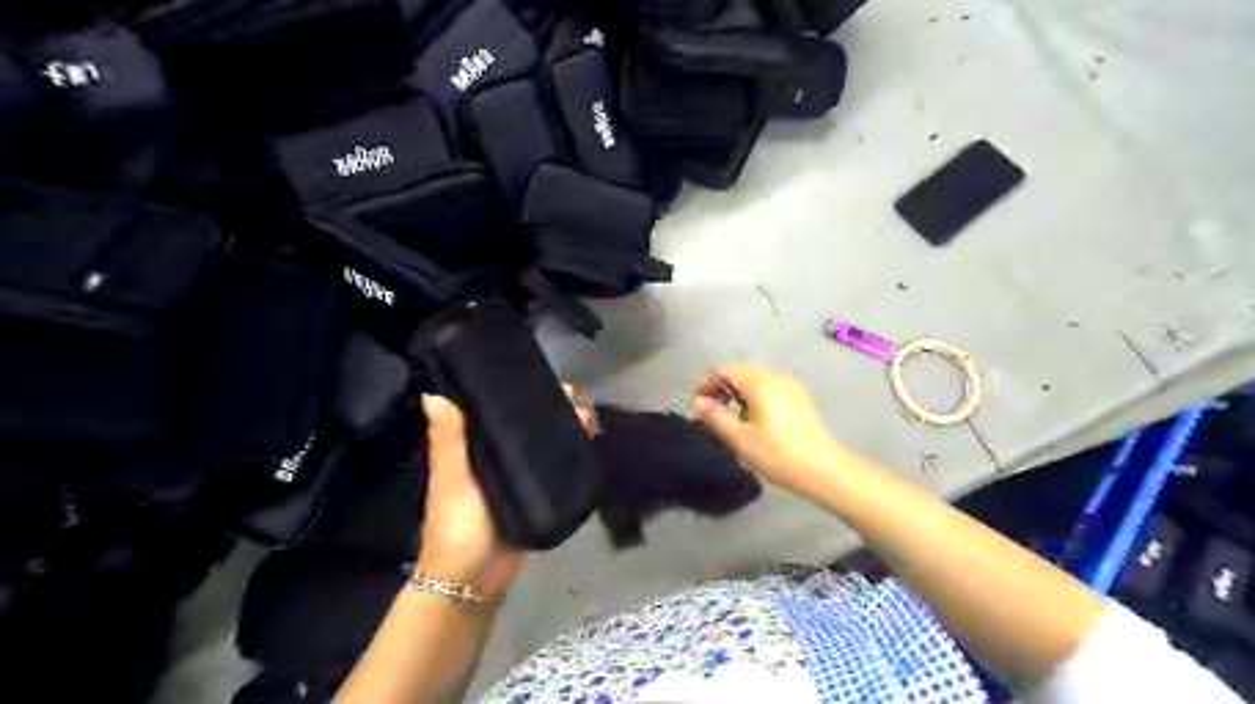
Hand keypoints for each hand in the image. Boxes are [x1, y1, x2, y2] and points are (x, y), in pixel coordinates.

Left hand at [413, 384, 587, 599]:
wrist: (473, 579)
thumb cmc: (456, 526)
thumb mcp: (452, 480)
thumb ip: (448, 441)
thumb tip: (433, 393)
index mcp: (473, 449)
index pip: (495, 412)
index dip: (513, 391)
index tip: (533, 372)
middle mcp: (498, 458)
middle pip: (527, 426)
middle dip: (548, 408)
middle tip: (572, 393)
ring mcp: (520, 477)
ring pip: (545, 445)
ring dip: (564, 429)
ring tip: (586, 414)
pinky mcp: (538, 496)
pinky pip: (556, 470)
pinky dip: (570, 456)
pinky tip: (587, 443)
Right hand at [689, 363, 846, 495]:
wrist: (824, 469)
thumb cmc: (779, 455)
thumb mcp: (740, 439)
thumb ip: (715, 417)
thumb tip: (697, 401)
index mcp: (759, 382)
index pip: (723, 369)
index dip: (706, 384)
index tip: (698, 407)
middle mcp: (774, 375)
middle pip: (739, 370)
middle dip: (720, 386)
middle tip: (710, 412)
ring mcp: (789, 383)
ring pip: (753, 376)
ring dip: (736, 390)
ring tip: (729, 417)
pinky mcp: (797, 394)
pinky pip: (767, 384)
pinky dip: (752, 394)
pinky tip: (751, 417)